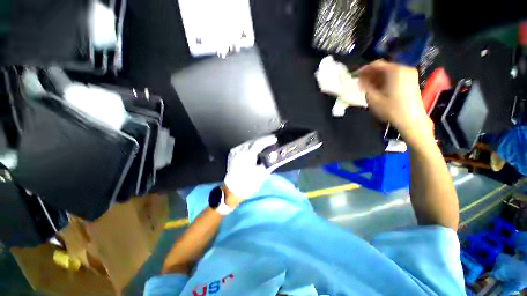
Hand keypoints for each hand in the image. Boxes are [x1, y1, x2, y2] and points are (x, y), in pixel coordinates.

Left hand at [224, 135, 277, 198]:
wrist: (233, 190)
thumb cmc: (248, 184)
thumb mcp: (262, 174)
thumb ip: (270, 163)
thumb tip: (276, 157)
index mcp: (247, 156)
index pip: (259, 143)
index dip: (268, 140)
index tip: (274, 139)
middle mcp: (240, 151)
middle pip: (253, 141)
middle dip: (263, 139)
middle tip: (271, 140)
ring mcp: (235, 152)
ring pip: (248, 143)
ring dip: (257, 142)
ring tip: (264, 143)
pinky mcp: (232, 154)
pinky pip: (243, 146)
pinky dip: (250, 146)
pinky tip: (255, 148)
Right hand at [358, 60, 433, 147]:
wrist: (412, 120)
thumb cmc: (391, 109)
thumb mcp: (373, 98)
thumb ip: (364, 86)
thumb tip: (359, 79)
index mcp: (395, 70)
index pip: (376, 64)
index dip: (363, 69)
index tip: (354, 76)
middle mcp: (404, 68)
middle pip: (383, 67)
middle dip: (370, 74)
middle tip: (359, 82)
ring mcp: (409, 74)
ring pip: (388, 72)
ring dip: (376, 78)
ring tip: (366, 87)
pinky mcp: (411, 80)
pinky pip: (394, 76)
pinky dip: (384, 80)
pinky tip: (377, 88)